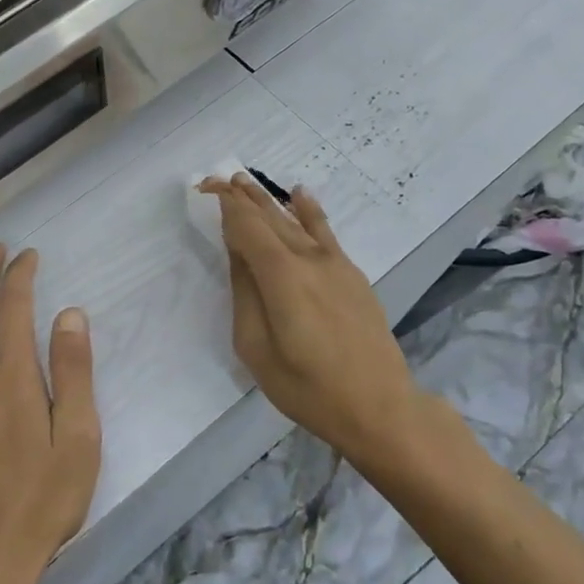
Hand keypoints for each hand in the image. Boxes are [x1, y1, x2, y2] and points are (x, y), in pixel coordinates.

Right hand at [201, 175, 422, 468]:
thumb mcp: (256, 347)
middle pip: (270, 218)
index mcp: (281, 276)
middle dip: (243, 196)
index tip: (205, 186)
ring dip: (269, 201)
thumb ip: (245, 294)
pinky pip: (325, 232)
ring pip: (295, 221)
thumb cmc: (306, 386)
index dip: (226, 204)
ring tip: (247, 181)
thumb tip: (238, 254)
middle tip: (220, 177)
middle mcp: (309, 259)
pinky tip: (300, 194)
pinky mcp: (352, 275)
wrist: (378, 406)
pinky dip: (310, 211)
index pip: (247, 226)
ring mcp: (335, 264)